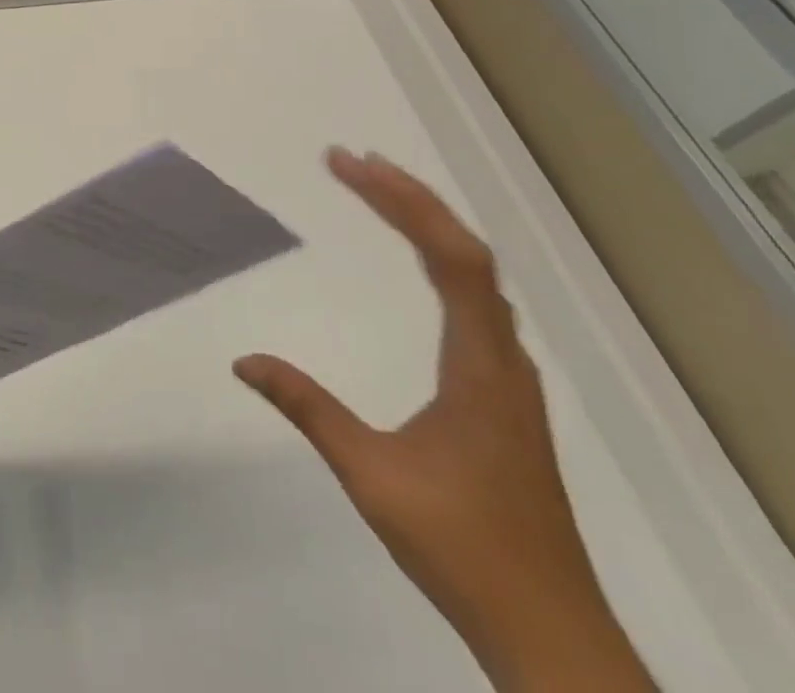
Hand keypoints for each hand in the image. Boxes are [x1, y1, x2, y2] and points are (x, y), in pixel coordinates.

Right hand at [235, 149, 653, 692]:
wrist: (551, 634)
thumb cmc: (463, 548)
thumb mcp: (371, 475)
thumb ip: (308, 409)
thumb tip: (243, 360)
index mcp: (480, 367)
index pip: (451, 259)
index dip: (402, 203)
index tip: (348, 167)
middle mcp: (503, 359)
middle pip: (467, 255)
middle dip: (409, 198)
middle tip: (351, 161)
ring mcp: (510, 377)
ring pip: (478, 277)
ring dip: (429, 225)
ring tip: (379, 191)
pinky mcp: (505, 396)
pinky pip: (476, 302)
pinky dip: (442, 260)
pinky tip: (422, 265)